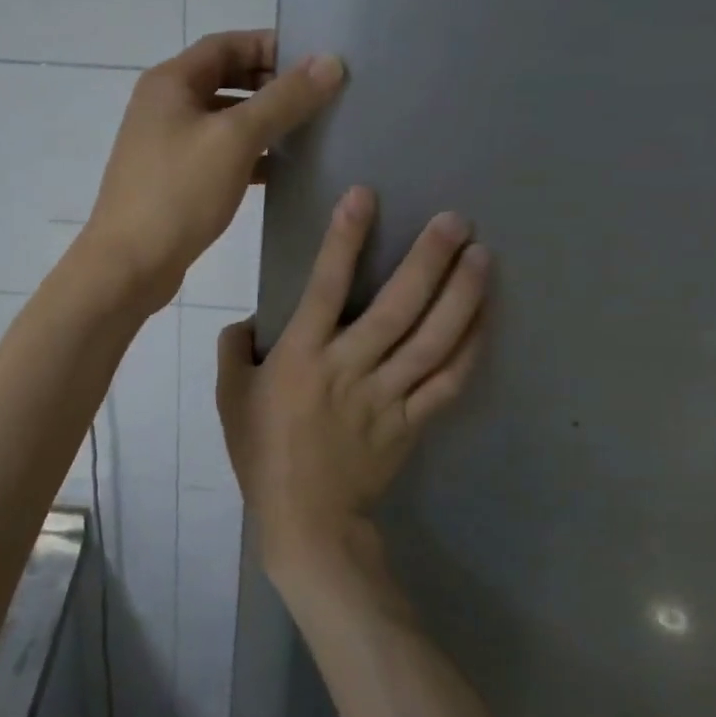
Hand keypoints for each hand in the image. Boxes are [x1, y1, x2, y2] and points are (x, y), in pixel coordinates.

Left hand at [81, 31, 345, 312]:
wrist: (128, 265)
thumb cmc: (178, 193)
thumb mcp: (235, 139)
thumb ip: (284, 99)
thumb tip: (330, 62)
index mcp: (170, 83)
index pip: (226, 44)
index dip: (270, 46)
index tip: (315, 61)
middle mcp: (164, 106)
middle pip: (225, 79)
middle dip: (271, 84)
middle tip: (319, 96)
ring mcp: (167, 145)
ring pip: (224, 120)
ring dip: (263, 122)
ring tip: (310, 131)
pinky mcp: (175, 180)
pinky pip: (219, 154)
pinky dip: (250, 156)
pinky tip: (283, 171)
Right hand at [217, 186, 488, 590]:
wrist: (306, 521)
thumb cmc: (262, 454)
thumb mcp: (229, 398)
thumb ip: (233, 349)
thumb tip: (249, 320)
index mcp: (302, 356)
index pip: (325, 285)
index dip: (345, 238)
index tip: (365, 195)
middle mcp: (350, 367)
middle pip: (397, 307)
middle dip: (428, 259)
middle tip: (455, 220)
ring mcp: (387, 395)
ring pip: (433, 340)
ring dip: (461, 296)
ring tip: (482, 257)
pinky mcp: (412, 421)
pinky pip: (448, 382)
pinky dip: (471, 349)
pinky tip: (485, 318)